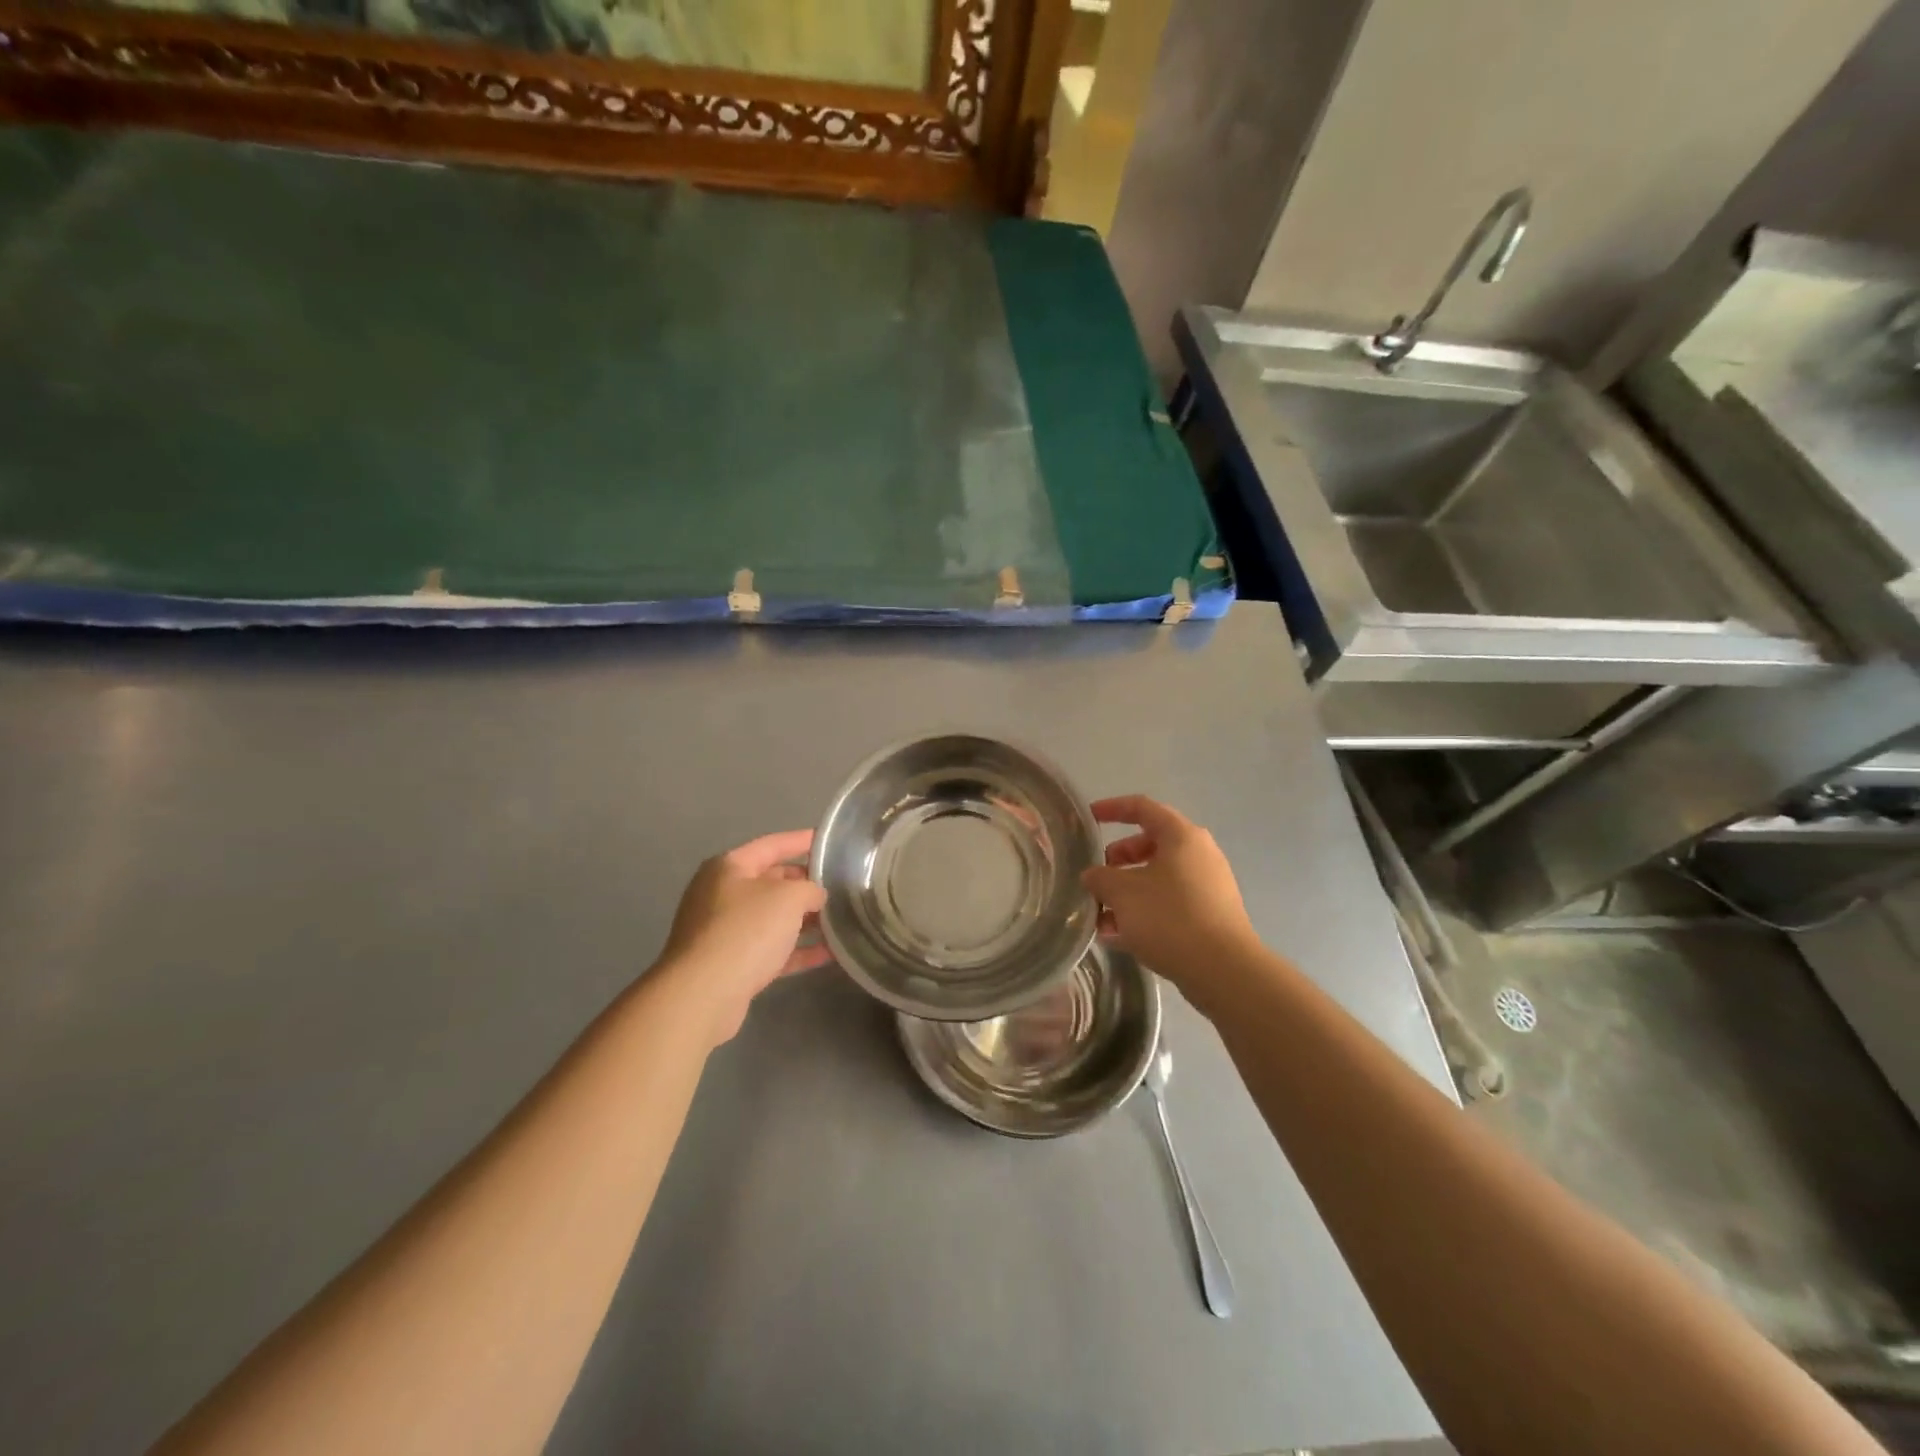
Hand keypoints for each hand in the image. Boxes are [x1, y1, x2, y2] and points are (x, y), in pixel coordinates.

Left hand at [657, 829, 830, 1044]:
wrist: (703, 994)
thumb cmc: (746, 931)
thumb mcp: (788, 897)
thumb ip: (810, 889)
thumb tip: (814, 897)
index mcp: (729, 868)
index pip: (773, 844)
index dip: (802, 840)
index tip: (828, 841)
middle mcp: (722, 894)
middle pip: (771, 881)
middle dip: (805, 884)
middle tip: (839, 887)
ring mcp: (723, 931)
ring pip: (772, 918)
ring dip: (804, 920)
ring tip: (839, 920)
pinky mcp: (730, 965)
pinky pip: (770, 950)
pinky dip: (796, 950)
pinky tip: (828, 954)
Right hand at [1082, 796, 1257, 1003]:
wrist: (1224, 971)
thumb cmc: (1170, 918)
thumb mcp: (1122, 894)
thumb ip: (1100, 878)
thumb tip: (1093, 876)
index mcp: (1181, 836)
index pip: (1142, 807)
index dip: (1113, 808)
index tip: (1089, 818)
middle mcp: (1199, 854)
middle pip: (1150, 844)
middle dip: (1118, 860)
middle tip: (1097, 878)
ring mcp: (1208, 886)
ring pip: (1158, 878)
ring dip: (1127, 892)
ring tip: (1102, 917)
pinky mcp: (1210, 915)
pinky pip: (1169, 903)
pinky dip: (1144, 911)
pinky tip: (1120, 937)